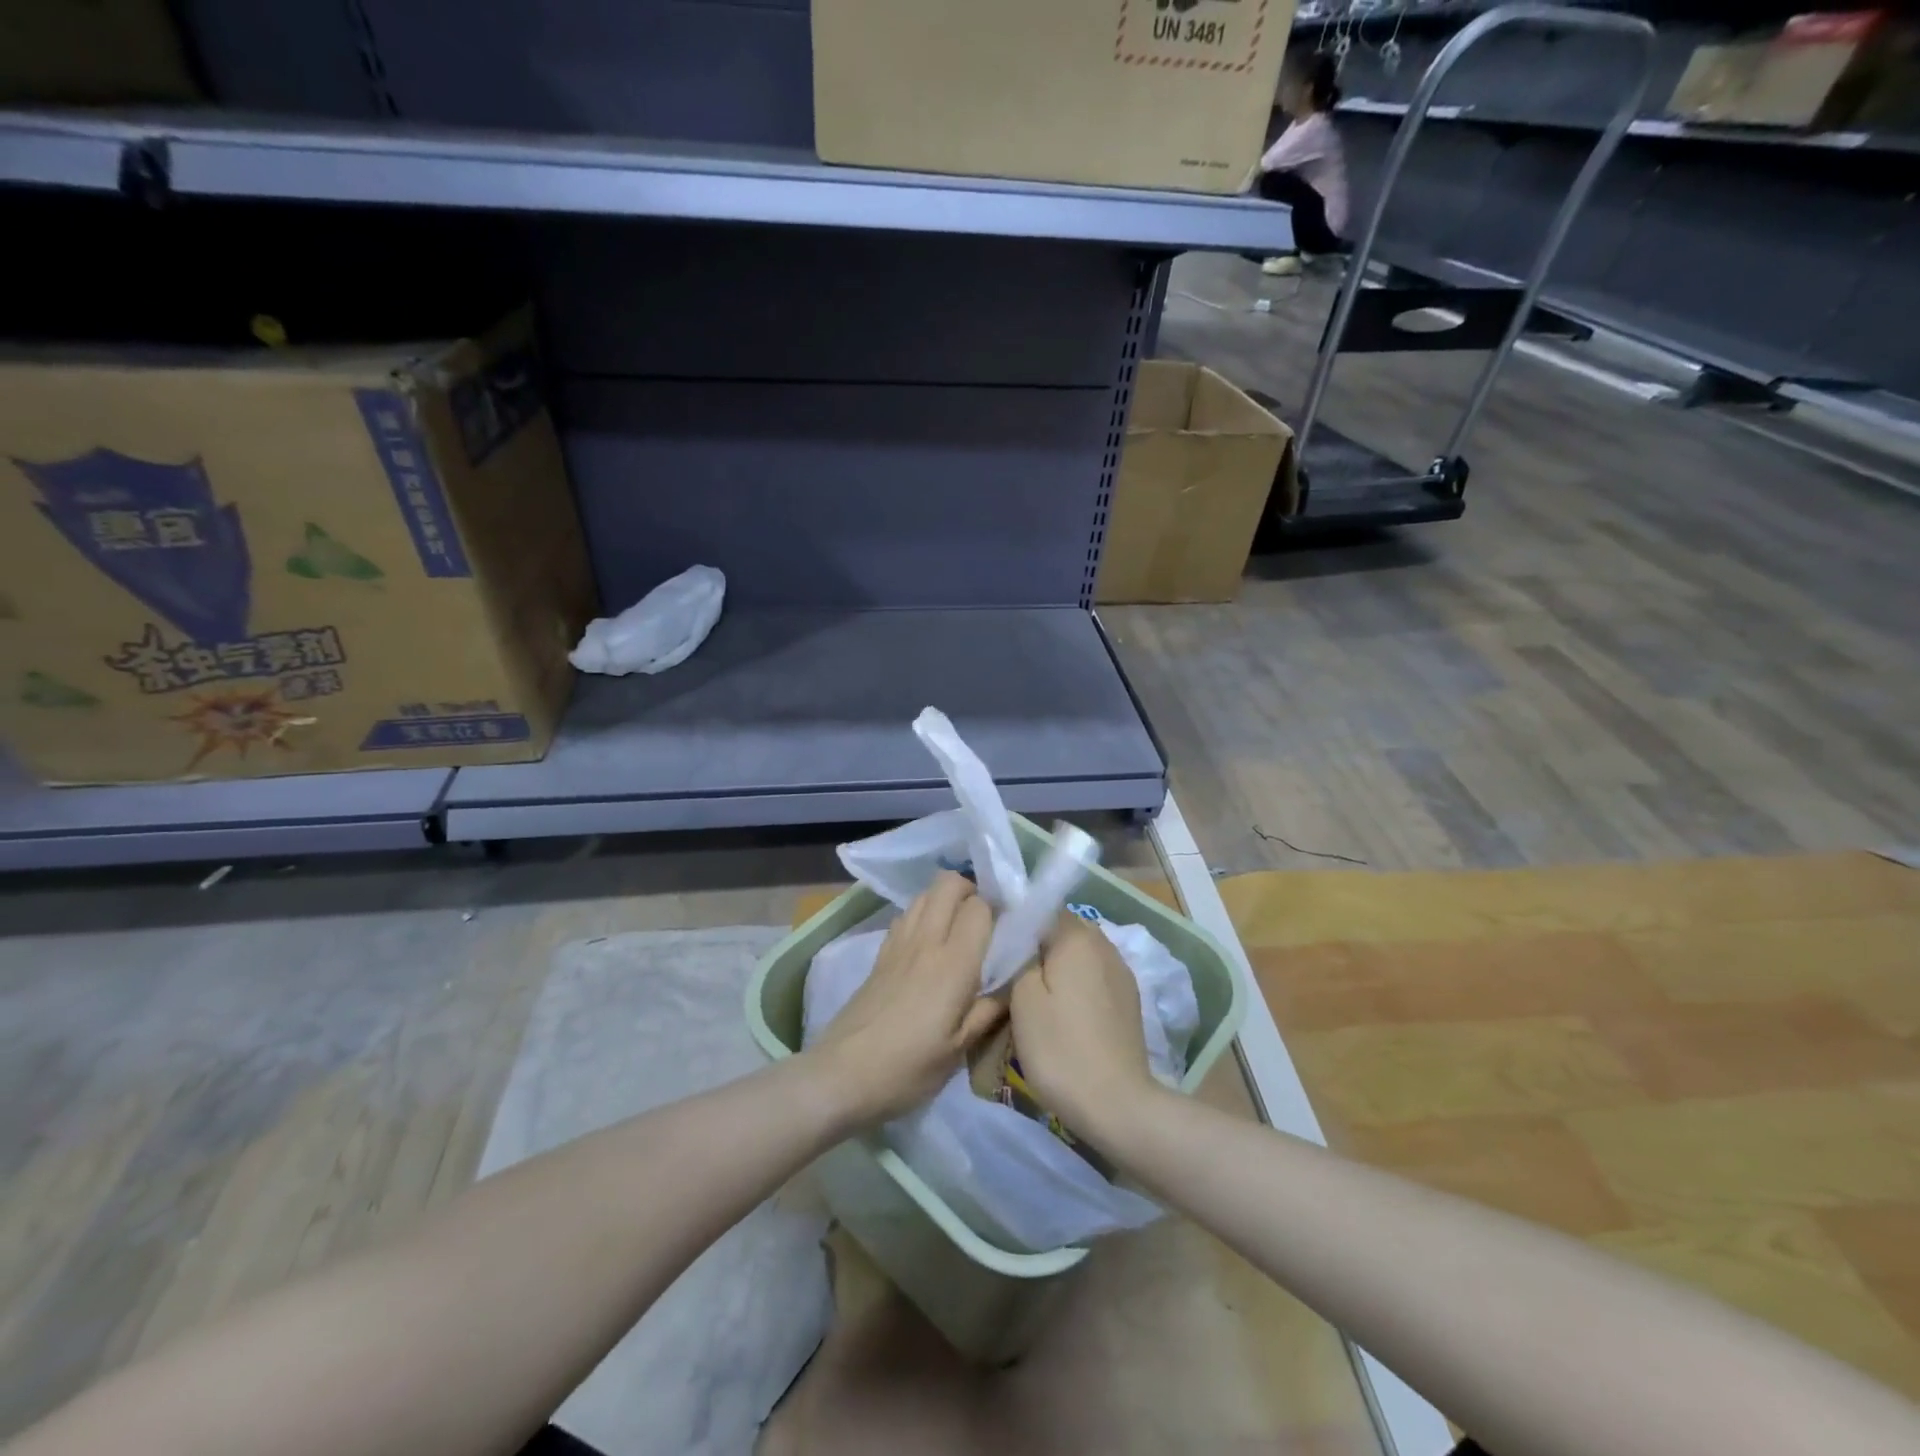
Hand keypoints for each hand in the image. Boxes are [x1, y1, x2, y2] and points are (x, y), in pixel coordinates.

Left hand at [812, 872, 1006, 1125]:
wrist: (842, 1074)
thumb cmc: (907, 1068)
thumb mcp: (958, 1050)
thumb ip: (988, 1012)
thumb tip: (1011, 986)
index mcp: (954, 964)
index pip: (979, 907)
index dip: (996, 909)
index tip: (1007, 927)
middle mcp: (926, 942)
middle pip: (947, 883)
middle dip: (970, 889)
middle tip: (983, 918)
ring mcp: (899, 944)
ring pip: (924, 893)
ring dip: (944, 898)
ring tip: (957, 927)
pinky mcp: (880, 954)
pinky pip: (906, 915)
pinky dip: (922, 914)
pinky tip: (927, 942)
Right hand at [1010, 914, 1158, 1143]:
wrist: (1116, 1103)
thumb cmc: (1061, 1048)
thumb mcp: (1023, 999)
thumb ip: (1019, 956)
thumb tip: (1021, 936)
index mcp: (1076, 936)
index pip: (1042, 908)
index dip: (1017, 921)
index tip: (997, 943)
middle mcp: (1103, 943)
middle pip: (1063, 928)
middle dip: (1038, 943)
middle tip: (1011, 969)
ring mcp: (1121, 971)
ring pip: (1080, 952)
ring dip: (1059, 963)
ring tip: (1035, 990)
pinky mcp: (1129, 997)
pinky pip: (1094, 974)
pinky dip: (1077, 982)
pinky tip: (1064, 1008)